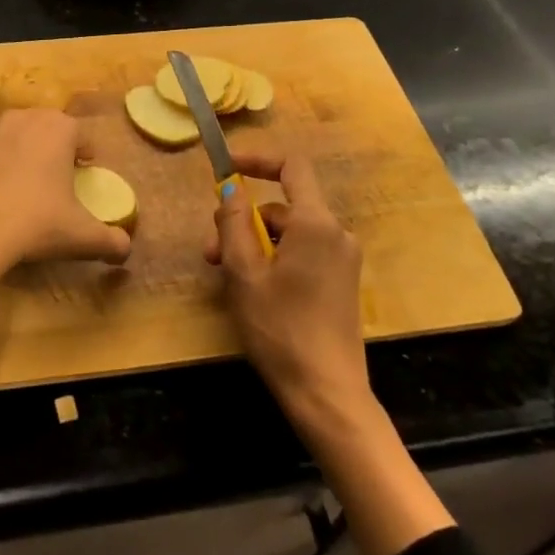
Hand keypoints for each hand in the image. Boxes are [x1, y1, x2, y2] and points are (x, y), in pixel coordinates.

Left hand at [0, 109, 131, 335]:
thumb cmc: (35, 222)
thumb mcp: (81, 235)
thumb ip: (111, 241)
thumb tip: (127, 249)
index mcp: (61, 128)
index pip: (82, 136)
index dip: (87, 155)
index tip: (86, 173)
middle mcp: (29, 118)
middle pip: (51, 130)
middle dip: (58, 150)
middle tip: (62, 179)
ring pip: (23, 137)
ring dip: (30, 154)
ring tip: (32, 185)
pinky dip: (4, 166)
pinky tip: (4, 194)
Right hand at [212, 143, 454, 554]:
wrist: (327, 395)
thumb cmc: (281, 330)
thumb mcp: (244, 274)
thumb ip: (233, 223)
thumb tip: (230, 189)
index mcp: (316, 224)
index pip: (291, 166)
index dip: (257, 159)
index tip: (226, 168)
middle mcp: (336, 233)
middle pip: (282, 207)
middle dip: (243, 221)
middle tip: (212, 252)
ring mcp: (342, 259)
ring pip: (289, 234)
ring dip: (255, 246)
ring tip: (226, 278)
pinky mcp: (341, 282)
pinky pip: (302, 253)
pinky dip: (275, 260)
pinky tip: (254, 290)